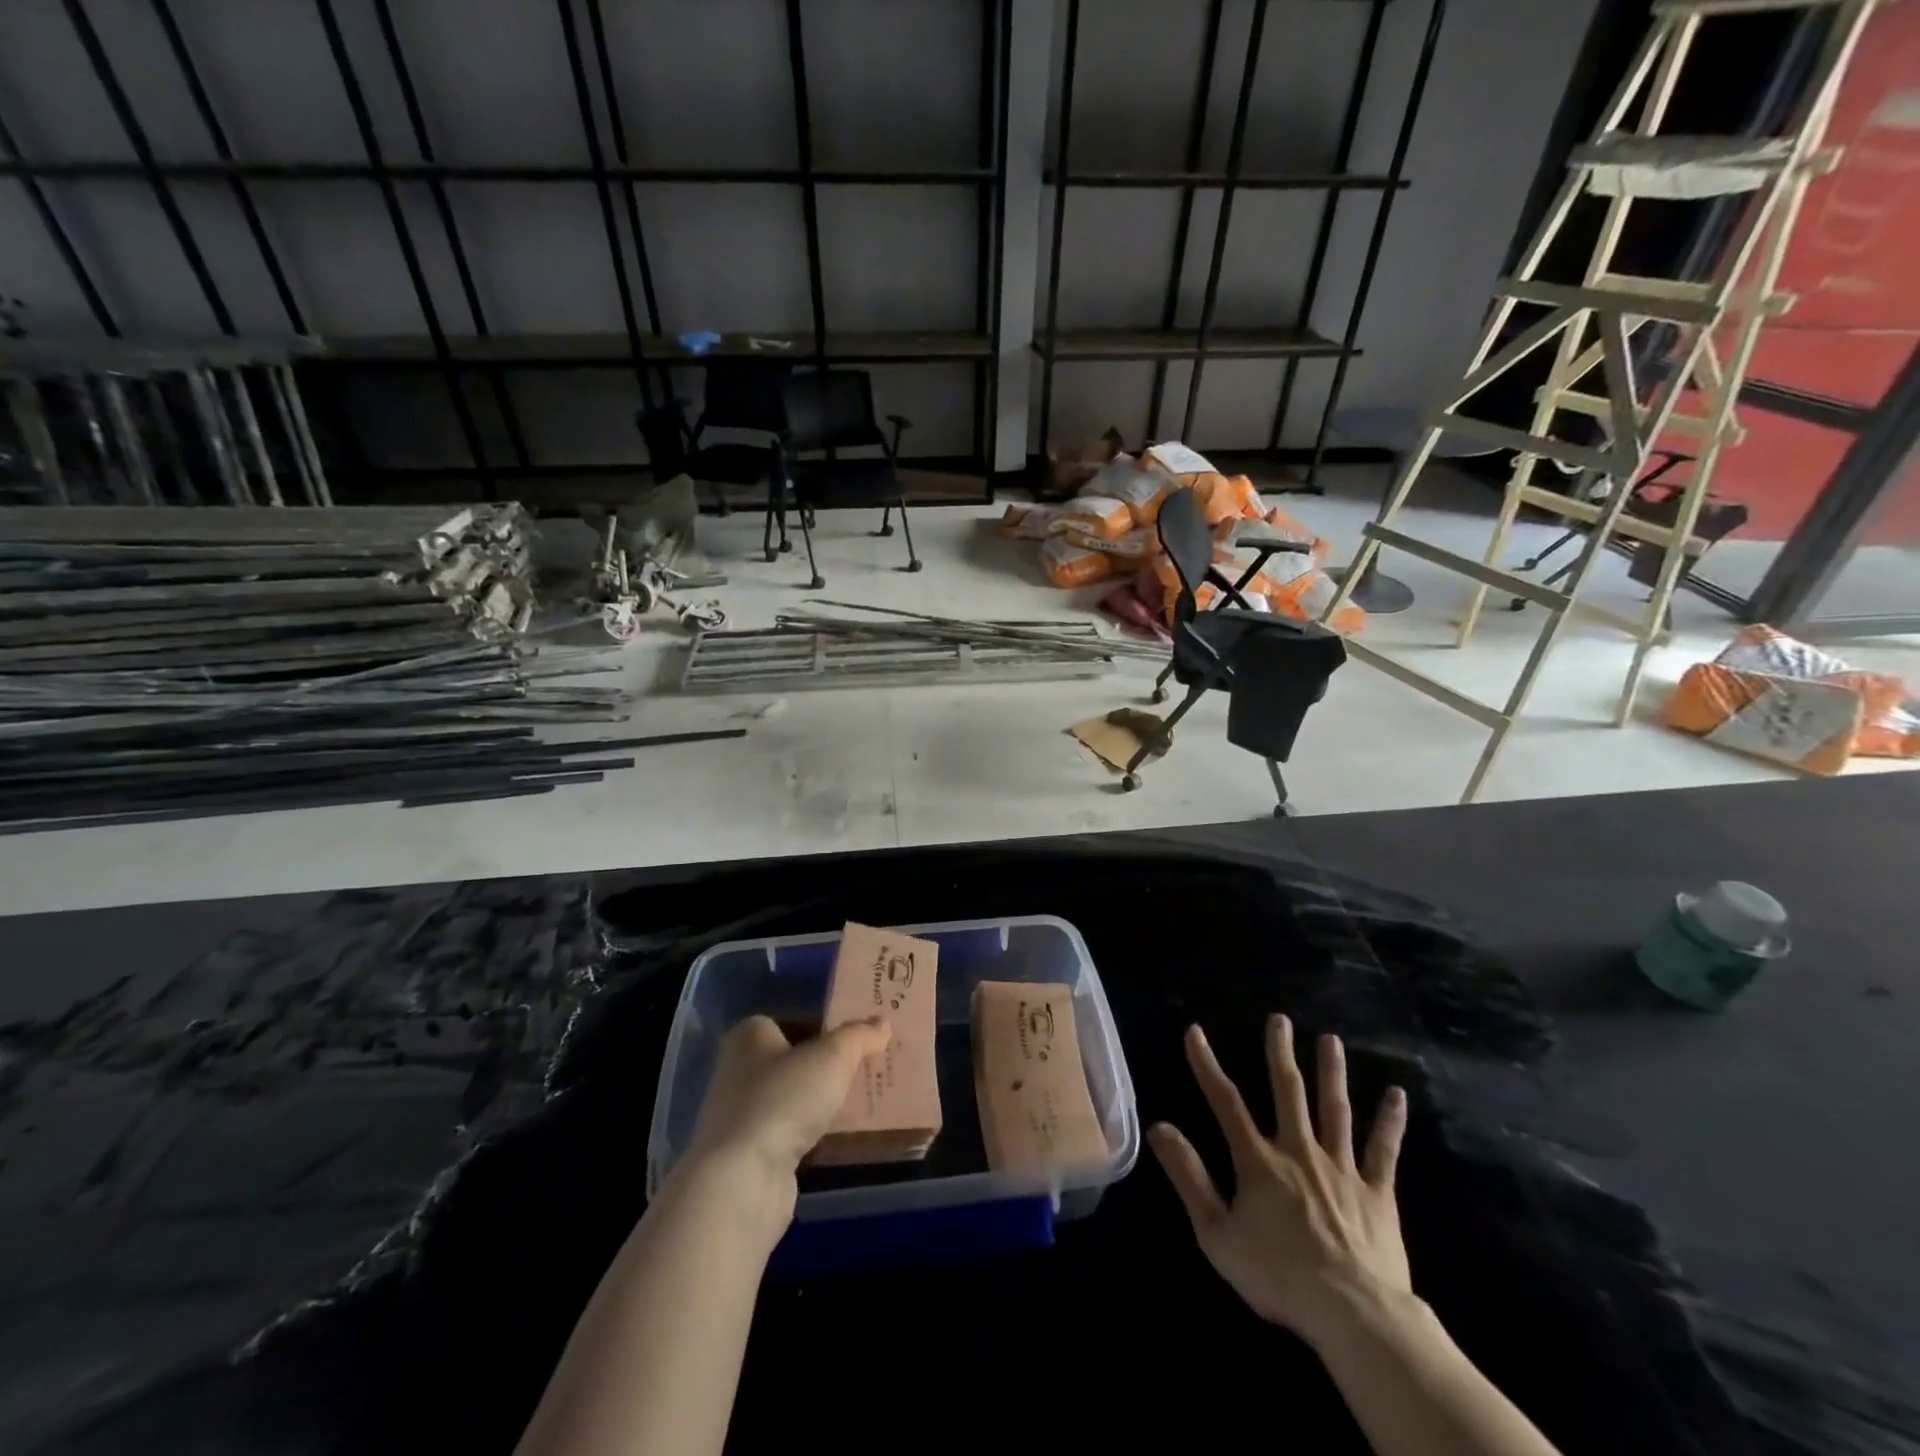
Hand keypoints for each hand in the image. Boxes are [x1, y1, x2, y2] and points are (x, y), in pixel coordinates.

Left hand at [690, 1014, 890, 1185]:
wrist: (743, 1179)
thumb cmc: (783, 1099)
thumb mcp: (833, 1056)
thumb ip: (859, 1036)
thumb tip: (882, 1024)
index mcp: (750, 1035)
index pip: (797, 1020)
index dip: (830, 1027)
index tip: (863, 1038)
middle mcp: (739, 1069)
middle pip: (797, 1059)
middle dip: (831, 1065)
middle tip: (871, 1067)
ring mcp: (741, 1114)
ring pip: (795, 1097)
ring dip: (824, 1101)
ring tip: (865, 1101)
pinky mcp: (749, 1153)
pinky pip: (791, 1131)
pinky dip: (814, 1132)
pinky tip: (842, 1135)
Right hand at [1149, 1015, 1411, 1349]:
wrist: (1353, 1315)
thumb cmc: (1278, 1276)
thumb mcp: (1217, 1233)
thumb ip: (1189, 1177)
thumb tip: (1159, 1127)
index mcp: (1259, 1161)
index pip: (1226, 1102)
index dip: (1207, 1066)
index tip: (1195, 1032)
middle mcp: (1299, 1151)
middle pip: (1288, 1092)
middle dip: (1280, 1053)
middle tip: (1279, 1019)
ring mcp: (1341, 1168)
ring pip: (1335, 1109)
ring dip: (1331, 1072)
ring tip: (1330, 1040)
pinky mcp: (1377, 1192)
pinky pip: (1383, 1150)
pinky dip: (1390, 1121)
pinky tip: (1397, 1094)